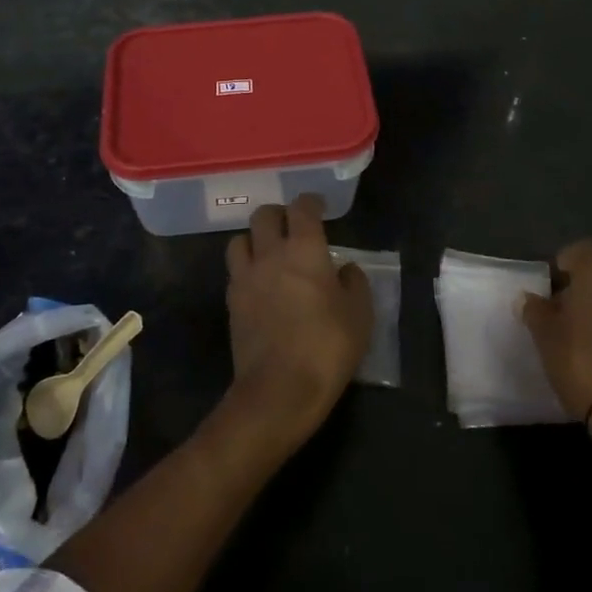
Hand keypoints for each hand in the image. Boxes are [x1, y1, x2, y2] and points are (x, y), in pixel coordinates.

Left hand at [223, 196, 373, 445]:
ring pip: (239, 240)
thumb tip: (345, 268)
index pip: (302, 208)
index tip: (318, 207)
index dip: (310, 202)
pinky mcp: (231, 303)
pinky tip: (259, 284)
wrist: (279, 389)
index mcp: (304, 249)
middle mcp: (270, 254)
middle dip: (278, 215)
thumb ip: (354, 283)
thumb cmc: (327, 346)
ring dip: (254, 239)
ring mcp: (245, 277)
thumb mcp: (360, 315)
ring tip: (268, 252)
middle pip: (264, 215)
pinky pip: (235, 272)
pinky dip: (246, 269)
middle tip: (292, 226)